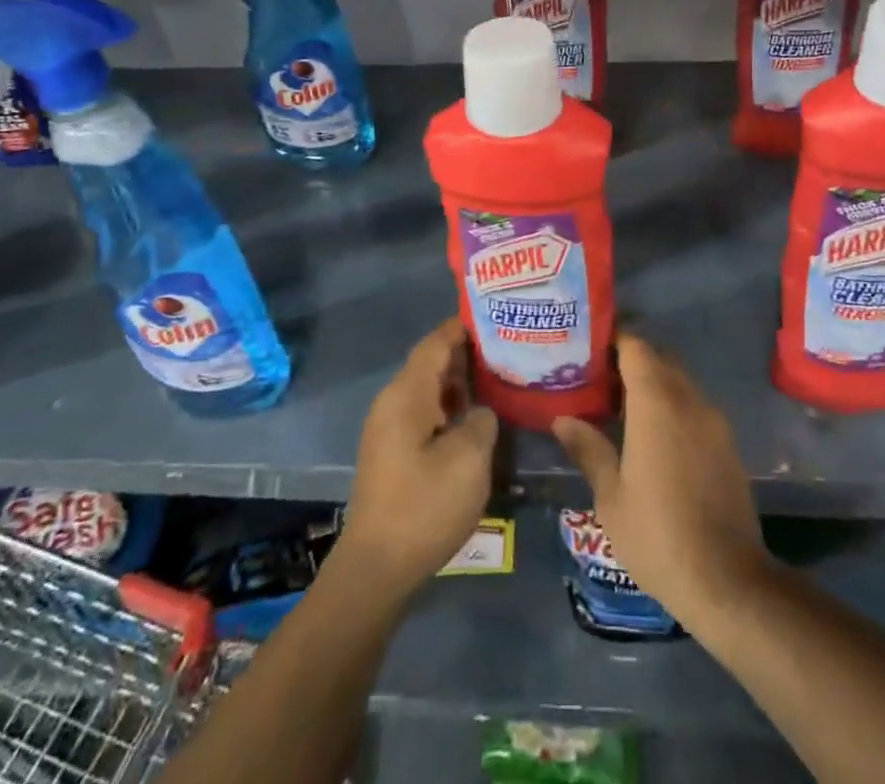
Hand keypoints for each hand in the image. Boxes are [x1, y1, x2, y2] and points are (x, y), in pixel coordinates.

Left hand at [337, 317, 497, 601]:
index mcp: (407, 394)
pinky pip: (424, 412)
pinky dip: (450, 407)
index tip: (496, 316)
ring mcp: (389, 429)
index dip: (463, 327)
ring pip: (429, 389)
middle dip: (467, 354)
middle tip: (508, 347)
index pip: (436, 343)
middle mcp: (393, 402)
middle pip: (432, 363)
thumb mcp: (469, 458)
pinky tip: (476, 418)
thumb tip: (481, 412)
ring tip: (499, 378)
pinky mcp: (392, 453)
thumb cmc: (424, 505)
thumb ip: (482, 420)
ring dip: (460, 383)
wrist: (376, 569)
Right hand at [552, 333, 769, 625]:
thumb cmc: (657, 536)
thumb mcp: (611, 497)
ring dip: (653, 383)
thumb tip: (562, 419)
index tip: (588, 348)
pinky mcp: (727, 443)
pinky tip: (651, 434)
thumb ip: (589, 450)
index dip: (613, 340)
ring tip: (619, 406)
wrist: (728, 580)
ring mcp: (713, 420)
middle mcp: (688, 400)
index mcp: (656, 403)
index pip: (636, 347)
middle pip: (659, 358)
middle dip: (630, 360)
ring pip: (679, 381)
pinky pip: (694, 405)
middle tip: (597, 377)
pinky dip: (672, 404)